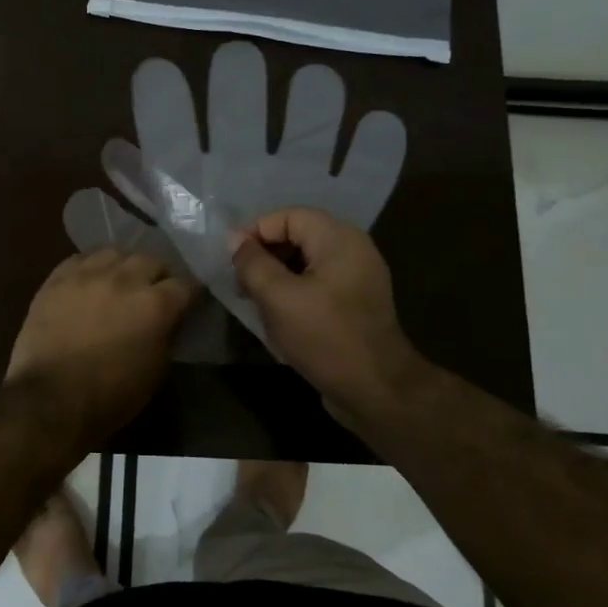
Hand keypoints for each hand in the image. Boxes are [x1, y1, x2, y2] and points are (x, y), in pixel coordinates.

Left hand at [5, 251, 197, 442]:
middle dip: (157, 276)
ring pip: (116, 253)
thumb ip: (166, 334)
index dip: (189, 293)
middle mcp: (125, 279)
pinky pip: (81, 259)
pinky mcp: (58, 278)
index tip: (188, 301)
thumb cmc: (110, 395)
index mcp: (155, 304)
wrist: (51, 399)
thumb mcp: (155, 370)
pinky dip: (91, 268)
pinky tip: (89, 282)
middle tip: (153, 292)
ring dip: (123, 267)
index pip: (185, 284)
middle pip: (151, 260)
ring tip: (119, 282)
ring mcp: (88, 274)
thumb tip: (169, 318)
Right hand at [230, 207, 430, 427]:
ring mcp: (358, 278)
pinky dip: (294, 292)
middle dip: (265, 255)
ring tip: (254, 302)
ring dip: (277, 276)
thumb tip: (235, 241)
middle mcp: (353, 250)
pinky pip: (319, 284)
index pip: (288, 216)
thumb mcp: (278, 297)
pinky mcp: (356, 304)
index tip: (231, 260)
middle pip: (298, 236)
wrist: (376, 390)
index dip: (255, 232)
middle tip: (240, 283)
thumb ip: (252, 263)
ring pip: (307, 262)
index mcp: (339, 239)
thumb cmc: (324, 337)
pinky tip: (277, 317)